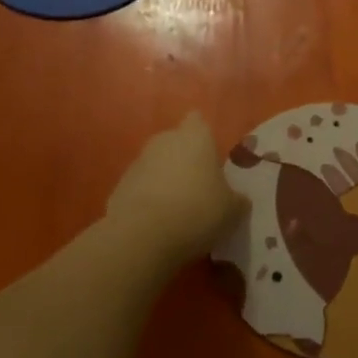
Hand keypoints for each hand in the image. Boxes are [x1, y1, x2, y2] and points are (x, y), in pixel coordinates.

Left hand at [105, 113, 246, 272]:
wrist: (142, 236)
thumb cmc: (197, 211)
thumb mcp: (232, 210)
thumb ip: (237, 199)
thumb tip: (239, 199)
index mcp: (195, 137)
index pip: (198, 121)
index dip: (204, 138)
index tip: (212, 159)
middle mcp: (164, 141)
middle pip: (175, 142)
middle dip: (184, 160)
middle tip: (199, 188)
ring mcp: (138, 162)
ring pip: (156, 165)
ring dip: (164, 180)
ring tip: (177, 211)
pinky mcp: (119, 187)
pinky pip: (140, 188)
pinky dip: (147, 200)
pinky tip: (157, 224)